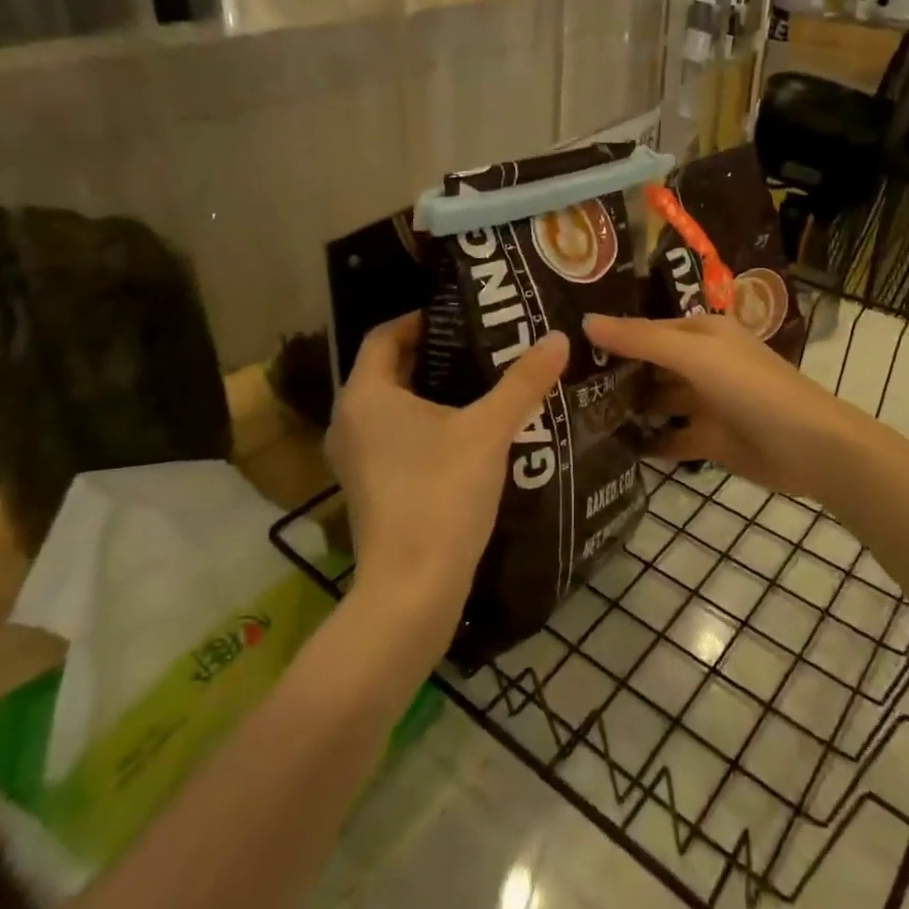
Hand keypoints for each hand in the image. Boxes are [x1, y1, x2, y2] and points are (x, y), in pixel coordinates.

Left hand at [325, 313, 568, 636]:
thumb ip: (523, 382)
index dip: (421, 319)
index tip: (463, 318)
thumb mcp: (489, 431)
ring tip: (482, 384)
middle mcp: (349, 420)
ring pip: (392, 406)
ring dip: (431, 391)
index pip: (384, 335)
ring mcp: (354, 459)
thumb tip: (559, 337)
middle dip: (435, 355)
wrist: (411, 590)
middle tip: (484, 346)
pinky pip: (394, 437)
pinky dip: (424, 424)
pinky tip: (467, 433)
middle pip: (389, 369)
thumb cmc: (441, 494)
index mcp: (365, 395)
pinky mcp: (369, 488)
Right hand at [583, 312, 876, 509]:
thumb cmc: (751, 388)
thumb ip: (641, 339)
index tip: (562, 344)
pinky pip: (669, 437)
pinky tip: (611, 448)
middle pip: (648, 364)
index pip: (644, 329)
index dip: (609, 334)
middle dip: (612, 372)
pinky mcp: (708, 439)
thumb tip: (585, 321)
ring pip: (655, 401)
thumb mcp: (694, 355)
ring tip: (575, 416)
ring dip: (626, 407)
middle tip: (558, 384)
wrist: (810, 448)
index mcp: (699, 333)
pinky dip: (646, 441)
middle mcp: (699, 363)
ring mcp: (704, 402)